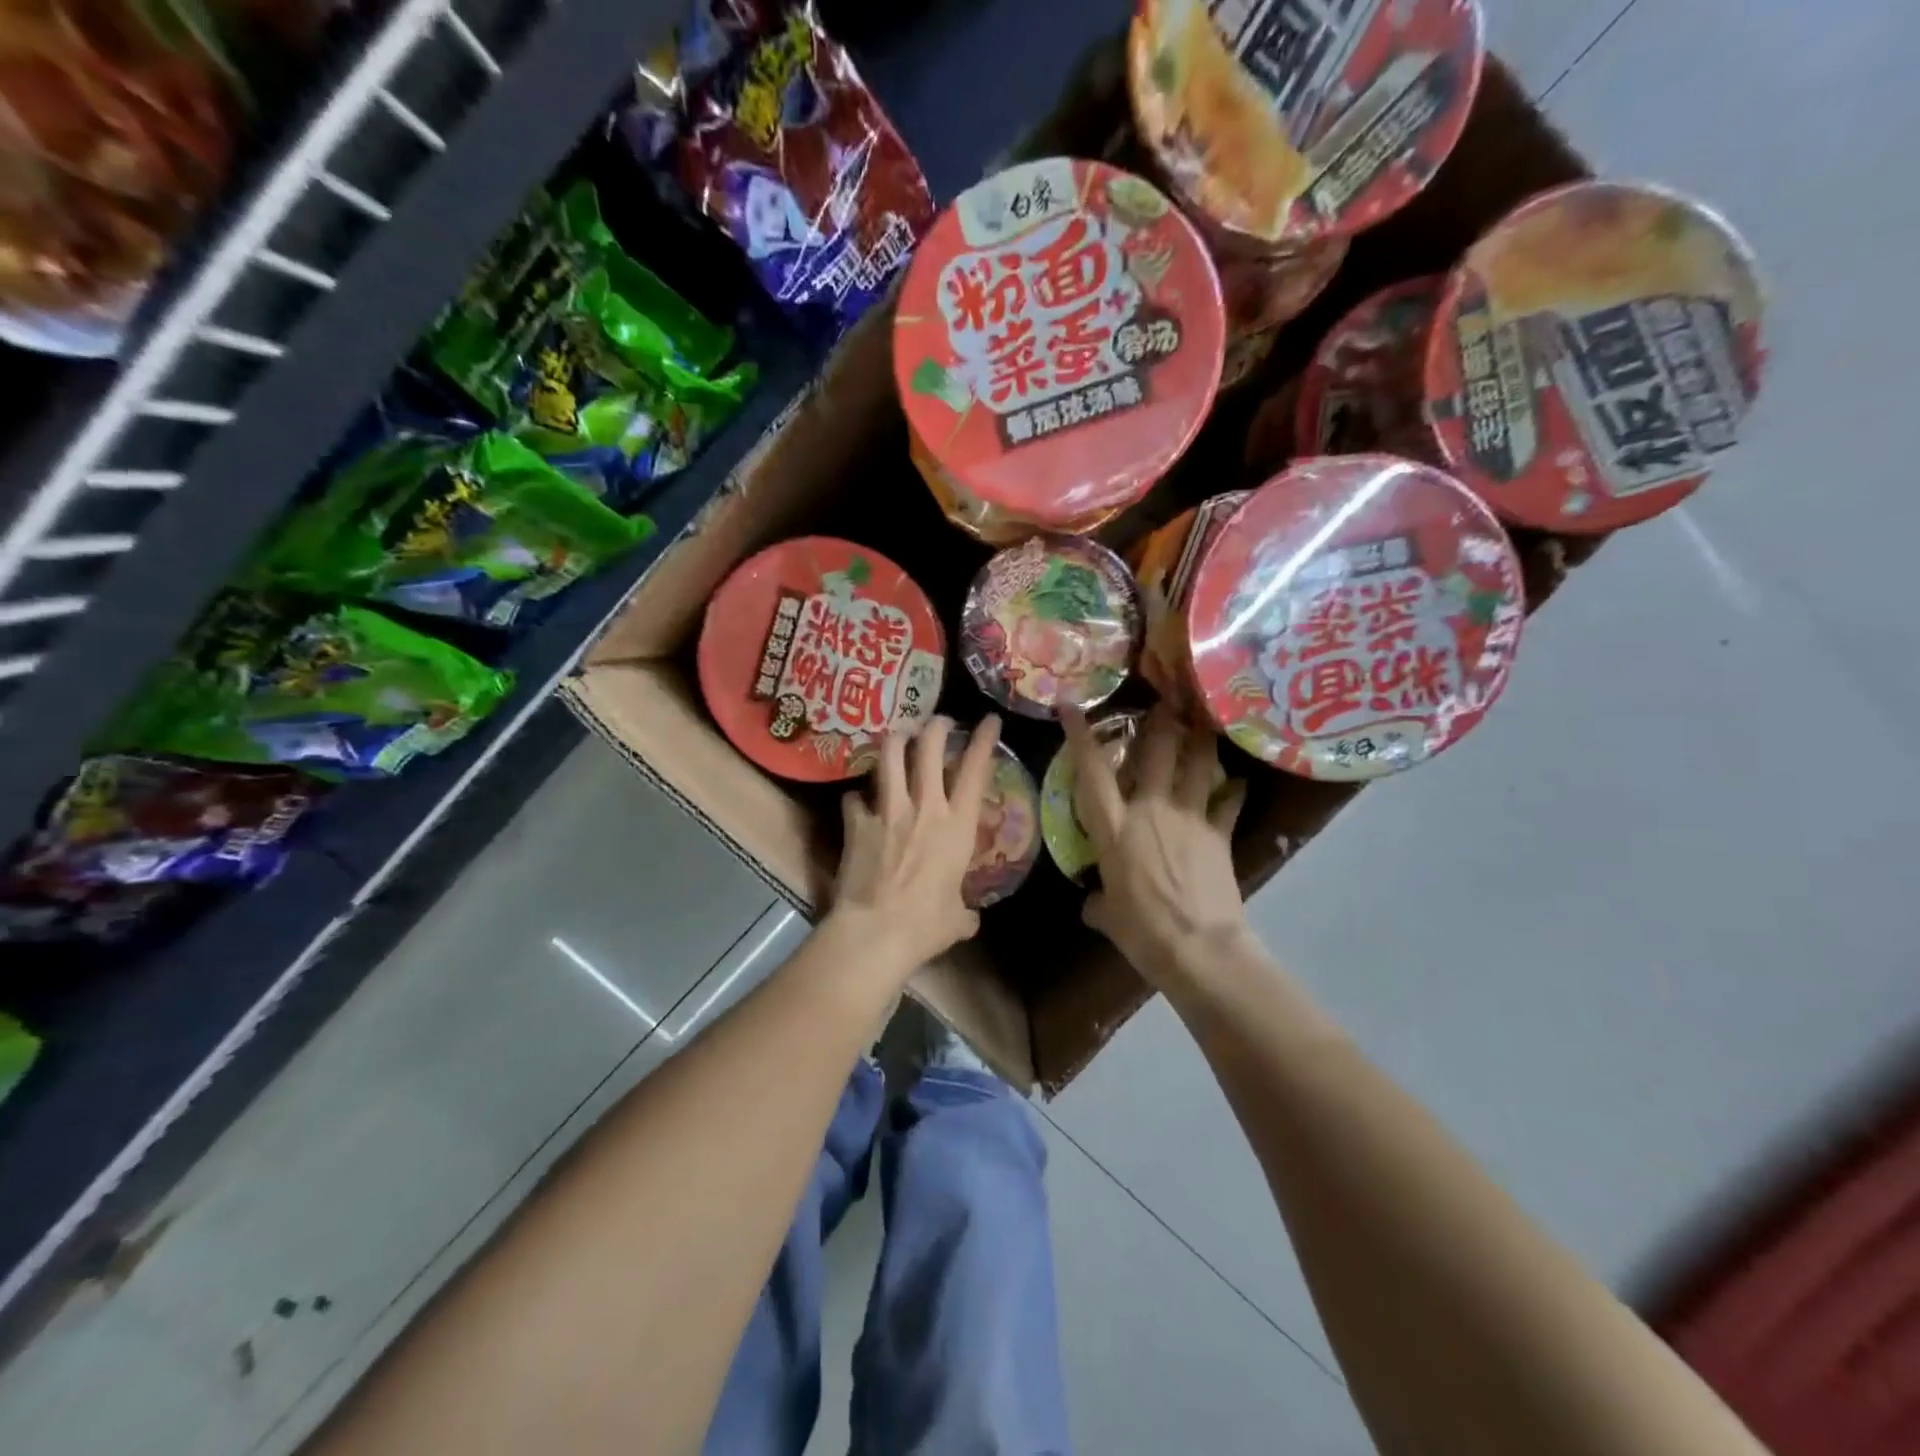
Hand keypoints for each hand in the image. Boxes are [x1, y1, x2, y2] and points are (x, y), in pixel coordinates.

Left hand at [829, 714, 1002, 977]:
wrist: (875, 932)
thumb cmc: (925, 926)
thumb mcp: (957, 920)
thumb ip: (964, 911)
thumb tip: (968, 918)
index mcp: (958, 826)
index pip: (976, 770)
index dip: (984, 740)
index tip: (989, 720)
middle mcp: (924, 807)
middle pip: (929, 747)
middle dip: (936, 727)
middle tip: (938, 723)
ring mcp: (887, 811)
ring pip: (890, 756)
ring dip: (895, 740)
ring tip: (898, 737)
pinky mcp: (857, 823)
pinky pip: (854, 797)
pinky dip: (857, 796)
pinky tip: (857, 800)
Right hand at [1064, 703, 1251, 989]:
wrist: (1199, 948)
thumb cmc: (1142, 932)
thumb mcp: (1108, 917)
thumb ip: (1098, 901)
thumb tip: (1094, 902)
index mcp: (1114, 827)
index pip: (1092, 772)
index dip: (1080, 735)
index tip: (1072, 706)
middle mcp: (1150, 810)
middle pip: (1156, 751)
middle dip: (1159, 721)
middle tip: (1164, 701)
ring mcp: (1189, 817)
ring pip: (1197, 765)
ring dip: (1200, 741)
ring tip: (1201, 724)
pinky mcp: (1219, 833)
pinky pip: (1228, 803)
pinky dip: (1233, 793)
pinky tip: (1238, 784)